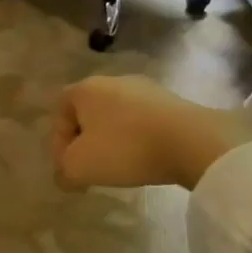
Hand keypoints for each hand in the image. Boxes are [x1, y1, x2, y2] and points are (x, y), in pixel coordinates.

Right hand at [51, 75, 251, 189]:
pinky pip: (143, 121)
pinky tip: (147, 158)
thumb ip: (63, 169)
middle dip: (86, 141)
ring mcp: (146, 88)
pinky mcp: (172, 101)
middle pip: (89, 113)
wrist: (192, 141)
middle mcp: (113, 80)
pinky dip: (139, 139)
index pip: (60, 111)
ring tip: (121, 166)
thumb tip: (66, 172)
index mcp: (86, 89)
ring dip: (113, 140)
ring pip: (117, 117)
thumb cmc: (125, 148)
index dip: (59, 142)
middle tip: (91, 168)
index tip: (69, 167)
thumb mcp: (80, 166)